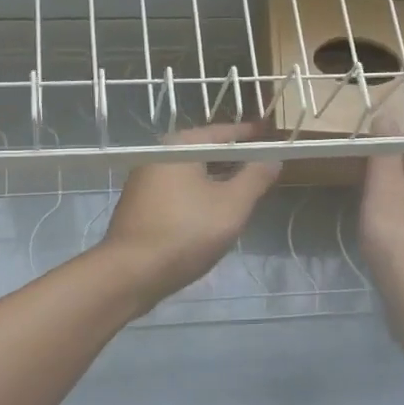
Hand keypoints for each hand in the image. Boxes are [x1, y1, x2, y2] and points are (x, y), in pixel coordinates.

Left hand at [100, 124, 281, 312]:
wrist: (131, 273)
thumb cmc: (185, 232)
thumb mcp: (232, 205)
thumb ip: (255, 177)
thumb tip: (273, 158)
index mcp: (179, 146)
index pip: (222, 132)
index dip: (250, 135)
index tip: (272, 135)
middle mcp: (158, 156)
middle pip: (204, 151)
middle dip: (234, 159)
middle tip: (263, 166)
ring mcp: (145, 182)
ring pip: (191, 174)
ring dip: (217, 179)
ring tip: (244, 190)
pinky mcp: (140, 206)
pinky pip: (178, 192)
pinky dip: (199, 195)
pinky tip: (213, 213)